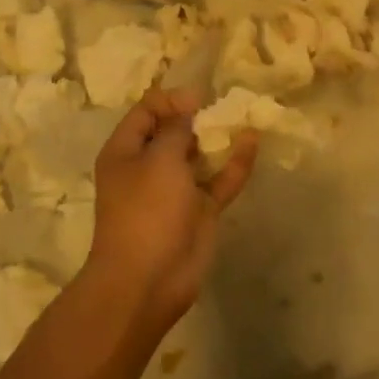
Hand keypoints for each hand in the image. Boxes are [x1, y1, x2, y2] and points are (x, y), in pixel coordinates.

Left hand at [87, 87, 257, 333]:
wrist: (148, 280)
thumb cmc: (146, 210)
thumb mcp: (159, 159)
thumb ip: (176, 129)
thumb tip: (187, 104)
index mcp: (125, 152)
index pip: (146, 112)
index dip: (171, 99)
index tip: (200, 98)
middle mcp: (148, 167)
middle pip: (173, 132)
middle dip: (197, 116)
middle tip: (224, 104)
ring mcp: (175, 191)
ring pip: (199, 156)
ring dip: (217, 138)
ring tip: (242, 115)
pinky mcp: (199, 211)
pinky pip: (219, 181)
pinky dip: (235, 163)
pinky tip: (252, 141)